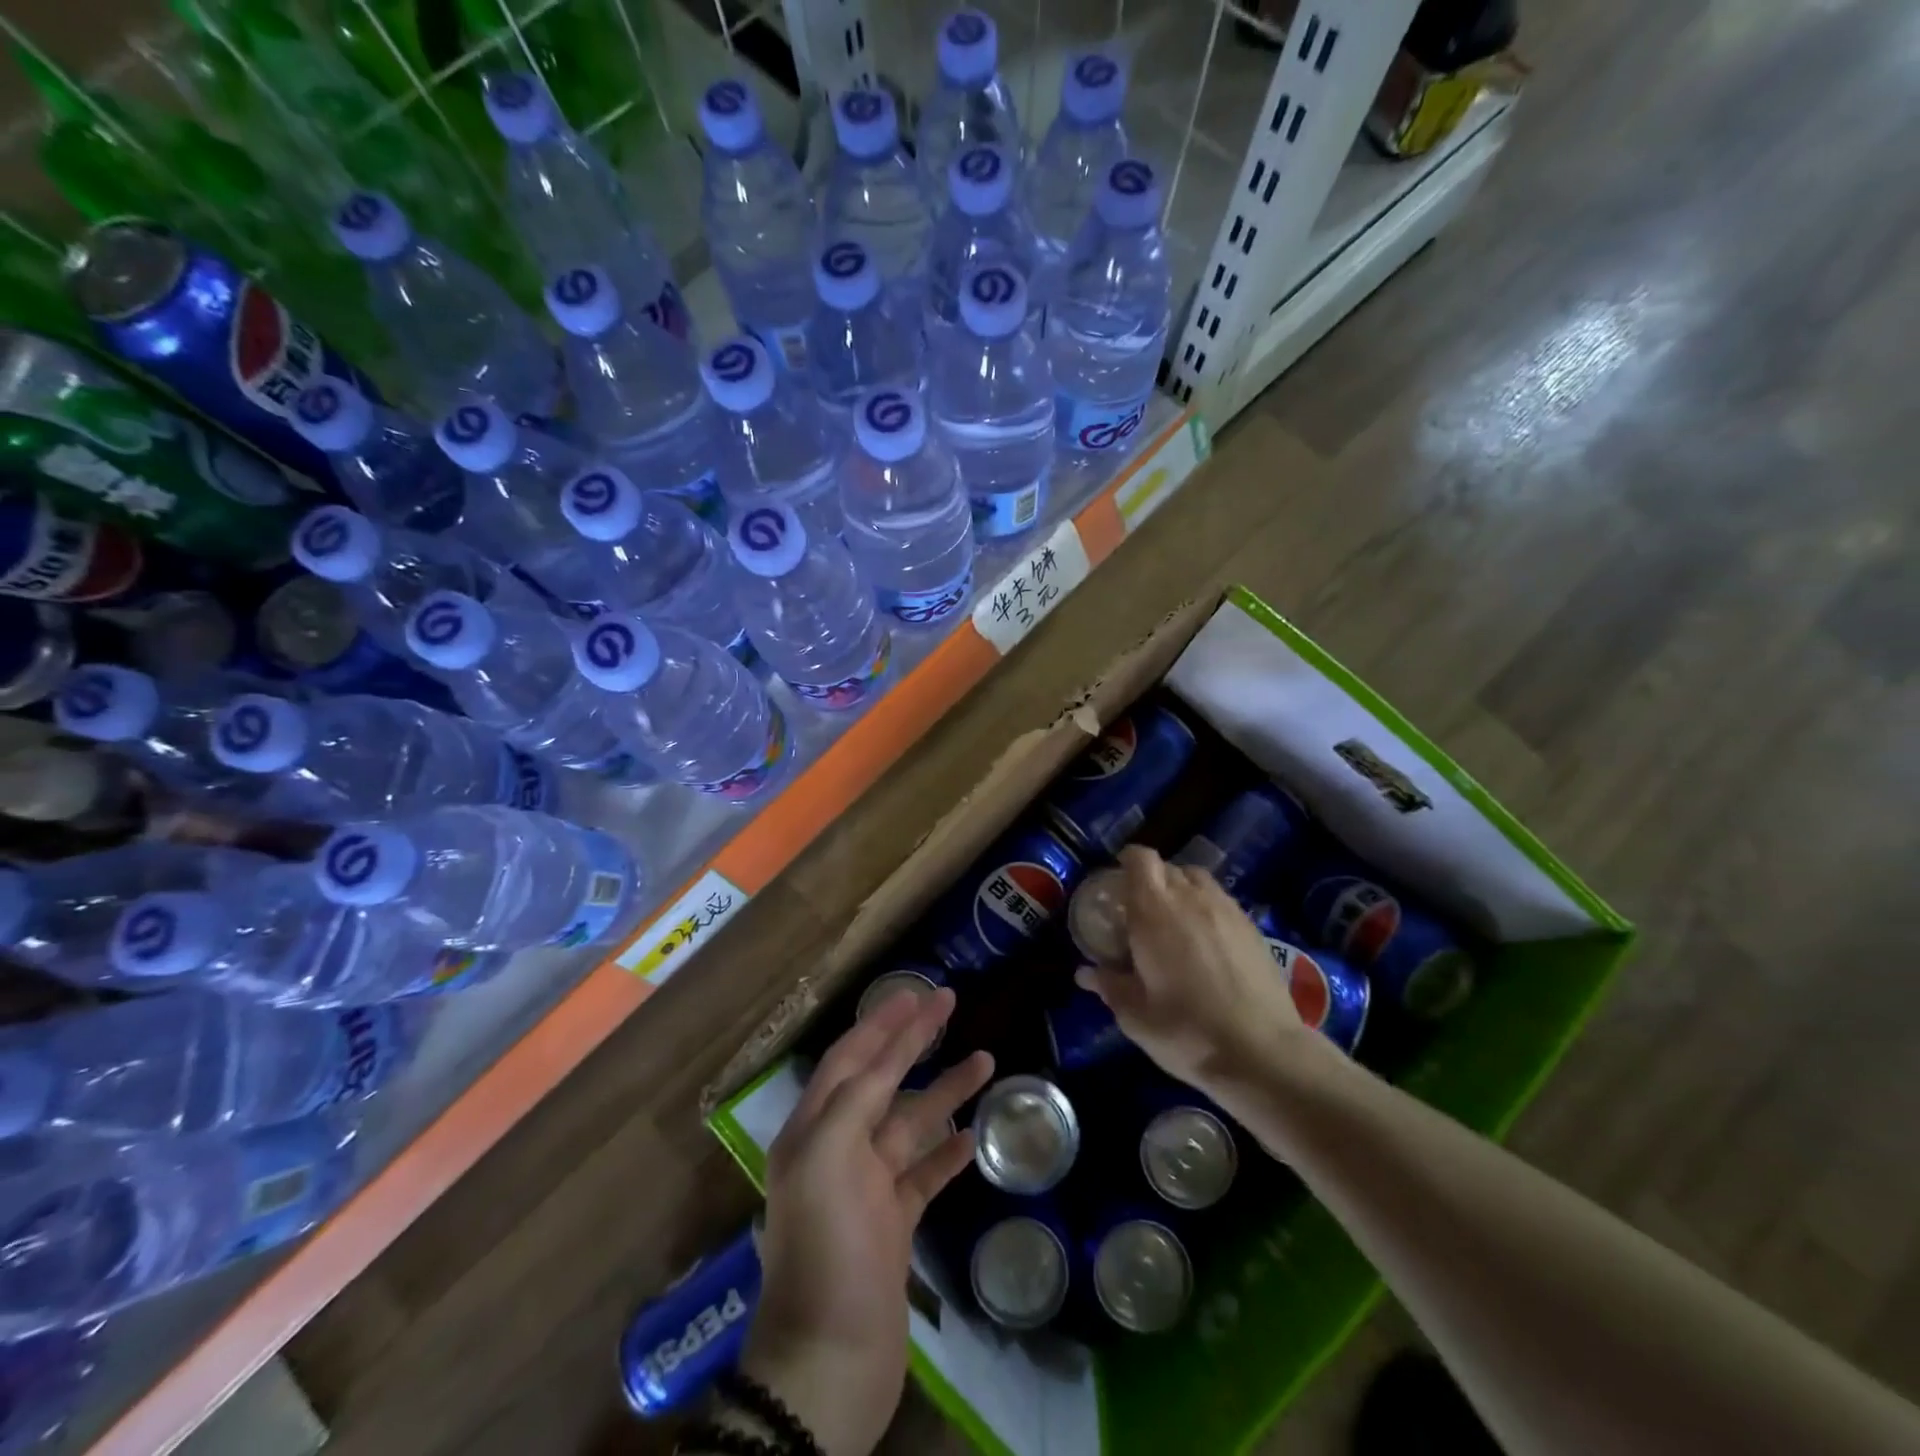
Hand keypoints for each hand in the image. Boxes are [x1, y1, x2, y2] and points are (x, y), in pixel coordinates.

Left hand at [744, 986, 993, 1455]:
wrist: (831, 1362)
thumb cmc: (827, 1251)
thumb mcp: (828, 1161)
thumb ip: (855, 1100)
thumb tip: (884, 1056)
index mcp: (813, 1130)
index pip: (852, 1057)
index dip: (884, 1022)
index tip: (918, 992)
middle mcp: (837, 1150)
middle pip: (882, 1080)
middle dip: (913, 1040)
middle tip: (949, 1003)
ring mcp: (867, 1188)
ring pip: (910, 1123)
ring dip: (944, 1091)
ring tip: (985, 1060)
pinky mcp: (893, 1225)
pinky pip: (924, 1174)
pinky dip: (947, 1152)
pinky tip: (973, 1136)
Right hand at [1076, 845, 1333, 1102]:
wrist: (1262, 1052)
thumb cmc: (1186, 1031)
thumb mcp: (1135, 1016)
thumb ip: (1109, 986)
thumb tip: (1085, 973)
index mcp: (1154, 910)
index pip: (1140, 859)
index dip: (1127, 861)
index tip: (1116, 880)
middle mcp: (1190, 898)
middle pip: (1168, 868)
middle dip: (1151, 880)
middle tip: (1140, 911)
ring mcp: (1226, 909)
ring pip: (1198, 880)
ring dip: (1181, 890)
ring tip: (1174, 921)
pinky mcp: (1252, 927)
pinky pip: (1221, 901)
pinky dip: (1207, 908)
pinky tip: (1205, 942)